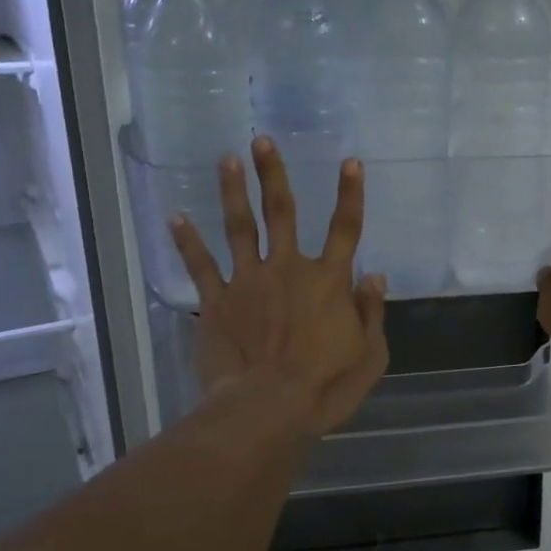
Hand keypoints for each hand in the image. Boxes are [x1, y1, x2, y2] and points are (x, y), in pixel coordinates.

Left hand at [170, 138, 388, 435]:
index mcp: (329, 281)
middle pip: (282, 213)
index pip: (346, 228)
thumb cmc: (324, 387)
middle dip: (274, 175)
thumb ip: (372, 313)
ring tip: (227, 159)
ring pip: (240, 228)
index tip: (350, 161)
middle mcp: (288, 269)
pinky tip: (176, 216)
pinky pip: (201, 266)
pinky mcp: (217, 302)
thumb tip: (374, 276)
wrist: (266, 409)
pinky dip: (188, 241)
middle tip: (262, 141)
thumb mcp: (370, 355)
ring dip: (233, 192)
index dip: (350, 194)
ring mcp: (248, 282)